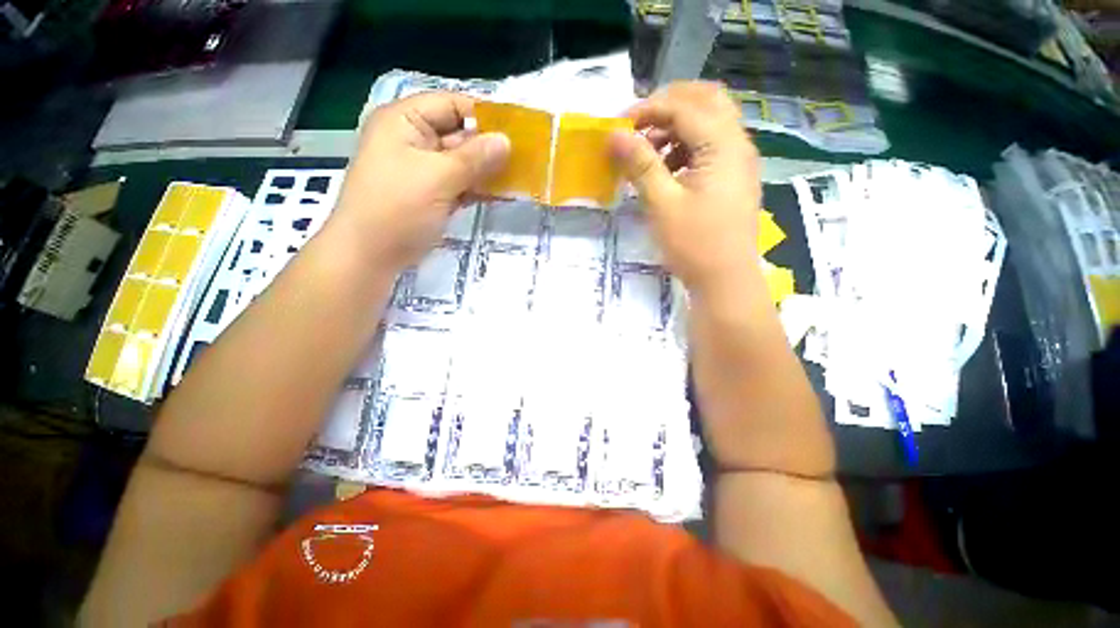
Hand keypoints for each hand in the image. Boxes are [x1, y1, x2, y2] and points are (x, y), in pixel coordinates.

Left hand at [329, 92, 509, 270]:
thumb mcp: (437, 178)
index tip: (516, 131)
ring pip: (462, 163)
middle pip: (459, 134)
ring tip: (519, 178)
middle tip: (525, 159)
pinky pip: (460, 184)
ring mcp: (423, 170)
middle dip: (490, 147)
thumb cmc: (398, 208)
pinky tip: (502, 195)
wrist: (371, 255)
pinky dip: (478, 189)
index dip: (484, 116)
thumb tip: (506, 141)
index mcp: (405, 121)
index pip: (451, 105)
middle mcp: (414, 140)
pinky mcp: (432, 194)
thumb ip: (474, 158)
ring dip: (488, 171)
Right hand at [610, 82, 761, 293]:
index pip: (683, 106)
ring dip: (677, 127)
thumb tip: (614, 134)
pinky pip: (710, 147)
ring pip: (709, 123)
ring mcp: (739, 161)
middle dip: (668, 106)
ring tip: (648, 152)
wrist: (725, 281)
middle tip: (638, 125)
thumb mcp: (662, 203)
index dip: (647, 110)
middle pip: (706, 100)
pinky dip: (686, 148)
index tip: (617, 127)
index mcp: (722, 144)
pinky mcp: (733, 178)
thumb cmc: (694, 244)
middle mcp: (737, 143)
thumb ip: (640, 164)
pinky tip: (666, 171)